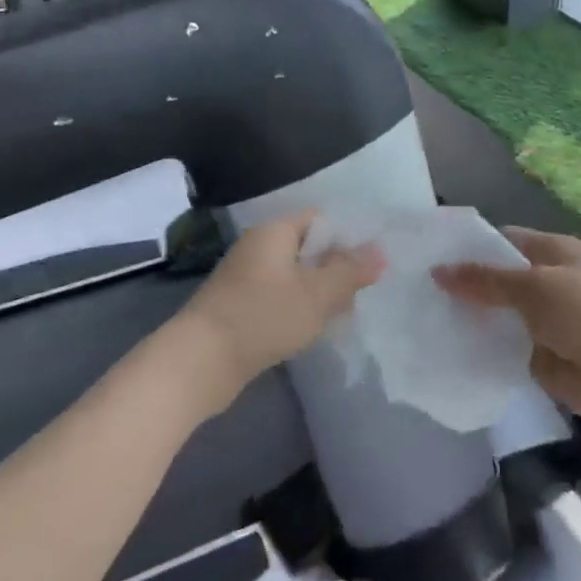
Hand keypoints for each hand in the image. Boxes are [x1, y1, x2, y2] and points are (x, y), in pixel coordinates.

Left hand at [169, 211, 383, 412]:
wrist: (201, 361)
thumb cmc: (264, 316)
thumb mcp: (317, 294)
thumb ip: (350, 272)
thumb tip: (379, 251)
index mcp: (274, 232)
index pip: (318, 219)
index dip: (346, 237)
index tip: (369, 264)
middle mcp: (257, 247)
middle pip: (306, 248)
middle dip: (334, 269)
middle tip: (361, 294)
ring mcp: (244, 277)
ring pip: (292, 276)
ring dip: (316, 293)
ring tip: (341, 316)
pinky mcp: (237, 306)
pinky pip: (276, 297)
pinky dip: (295, 309)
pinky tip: (310, 330)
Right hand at [434, 227, 580, 427]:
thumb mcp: (533, 286)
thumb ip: (485, 280)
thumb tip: (438, 271)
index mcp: (553, 253)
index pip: (502, 241)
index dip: (469, 247)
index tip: (430, 255)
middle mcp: (547, 282)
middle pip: (496, 280)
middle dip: (464, 285)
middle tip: (418, 290)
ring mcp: (543, 321)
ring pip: (497, 315)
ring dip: (470, 319)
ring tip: (423, 318)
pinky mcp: (539, 355)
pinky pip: (503, 347)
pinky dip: (481, 348)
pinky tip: (448, 348)